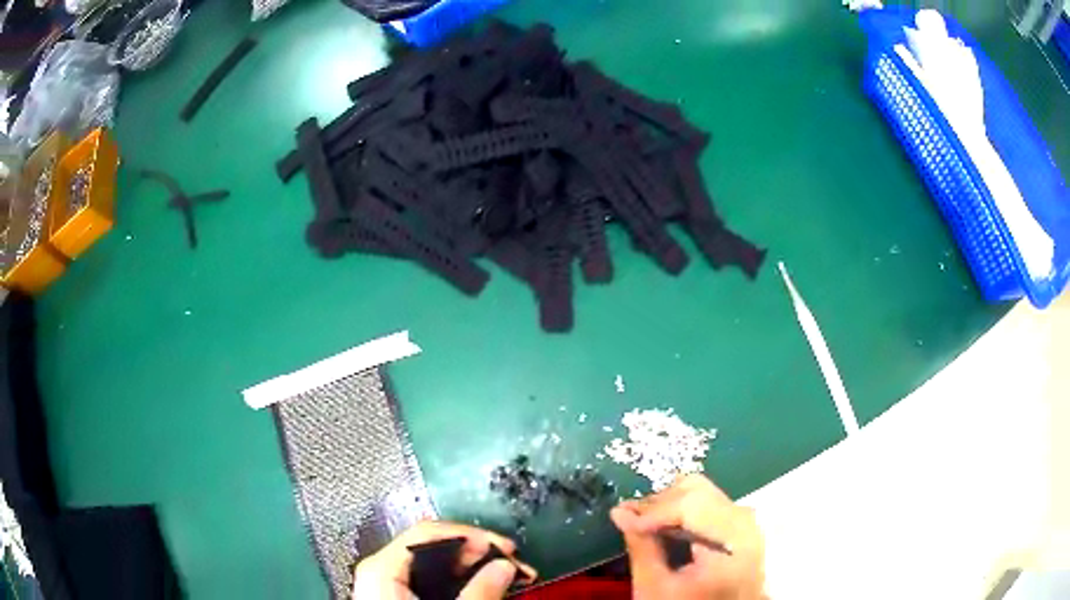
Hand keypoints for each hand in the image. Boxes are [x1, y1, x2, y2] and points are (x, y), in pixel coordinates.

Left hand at [352, 520, 536, 599]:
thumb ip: (479, 591)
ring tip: (504, 577)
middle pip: (434, 547)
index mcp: (382, 569)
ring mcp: (386, 585)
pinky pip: (430, 580)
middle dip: (478, 554)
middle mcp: (380, 571)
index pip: (430, 533)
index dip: (473, 537)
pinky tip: (479, 588)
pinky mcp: (397, 598)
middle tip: (512, 564)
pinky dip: (458, 582)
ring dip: (472, 569)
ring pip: (435, 564)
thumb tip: (504, 567)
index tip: (505, 549)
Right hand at [610, 475, 765, 599]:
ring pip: (704, 492)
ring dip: (670, 504)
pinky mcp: (742, 526)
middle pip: (699, 491)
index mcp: (732, 543)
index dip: (653, 509)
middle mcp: (746, 524)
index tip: (621, 518)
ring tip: (646, 525)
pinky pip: (711, 503)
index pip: (690, 505)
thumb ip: (641, 548)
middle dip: (660, 503)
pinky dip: (684, 511)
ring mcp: (747, 522)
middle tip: (631, 520)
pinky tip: (666, 528)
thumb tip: (620, 512)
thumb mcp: (656, 588)